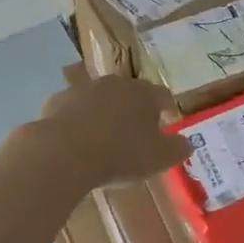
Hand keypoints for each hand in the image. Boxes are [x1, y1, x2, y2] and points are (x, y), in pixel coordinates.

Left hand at [26, 74, 192, 189]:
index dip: (167, 109)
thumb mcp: (159, 158)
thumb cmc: (120, 155)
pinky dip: (77, 121)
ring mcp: (82, 90)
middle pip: (130, 93)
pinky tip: (76, 140)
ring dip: (104, 113)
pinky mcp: (56, 102)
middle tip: (137, 131)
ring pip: (99, 99)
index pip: (162, 95)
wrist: (64, 153)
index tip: (168, 122)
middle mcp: (113, 84)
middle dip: (135, 109)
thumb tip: (187, 143)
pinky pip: (73, 110)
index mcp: (143, 93)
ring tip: (104, 137)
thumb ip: (178, 149)